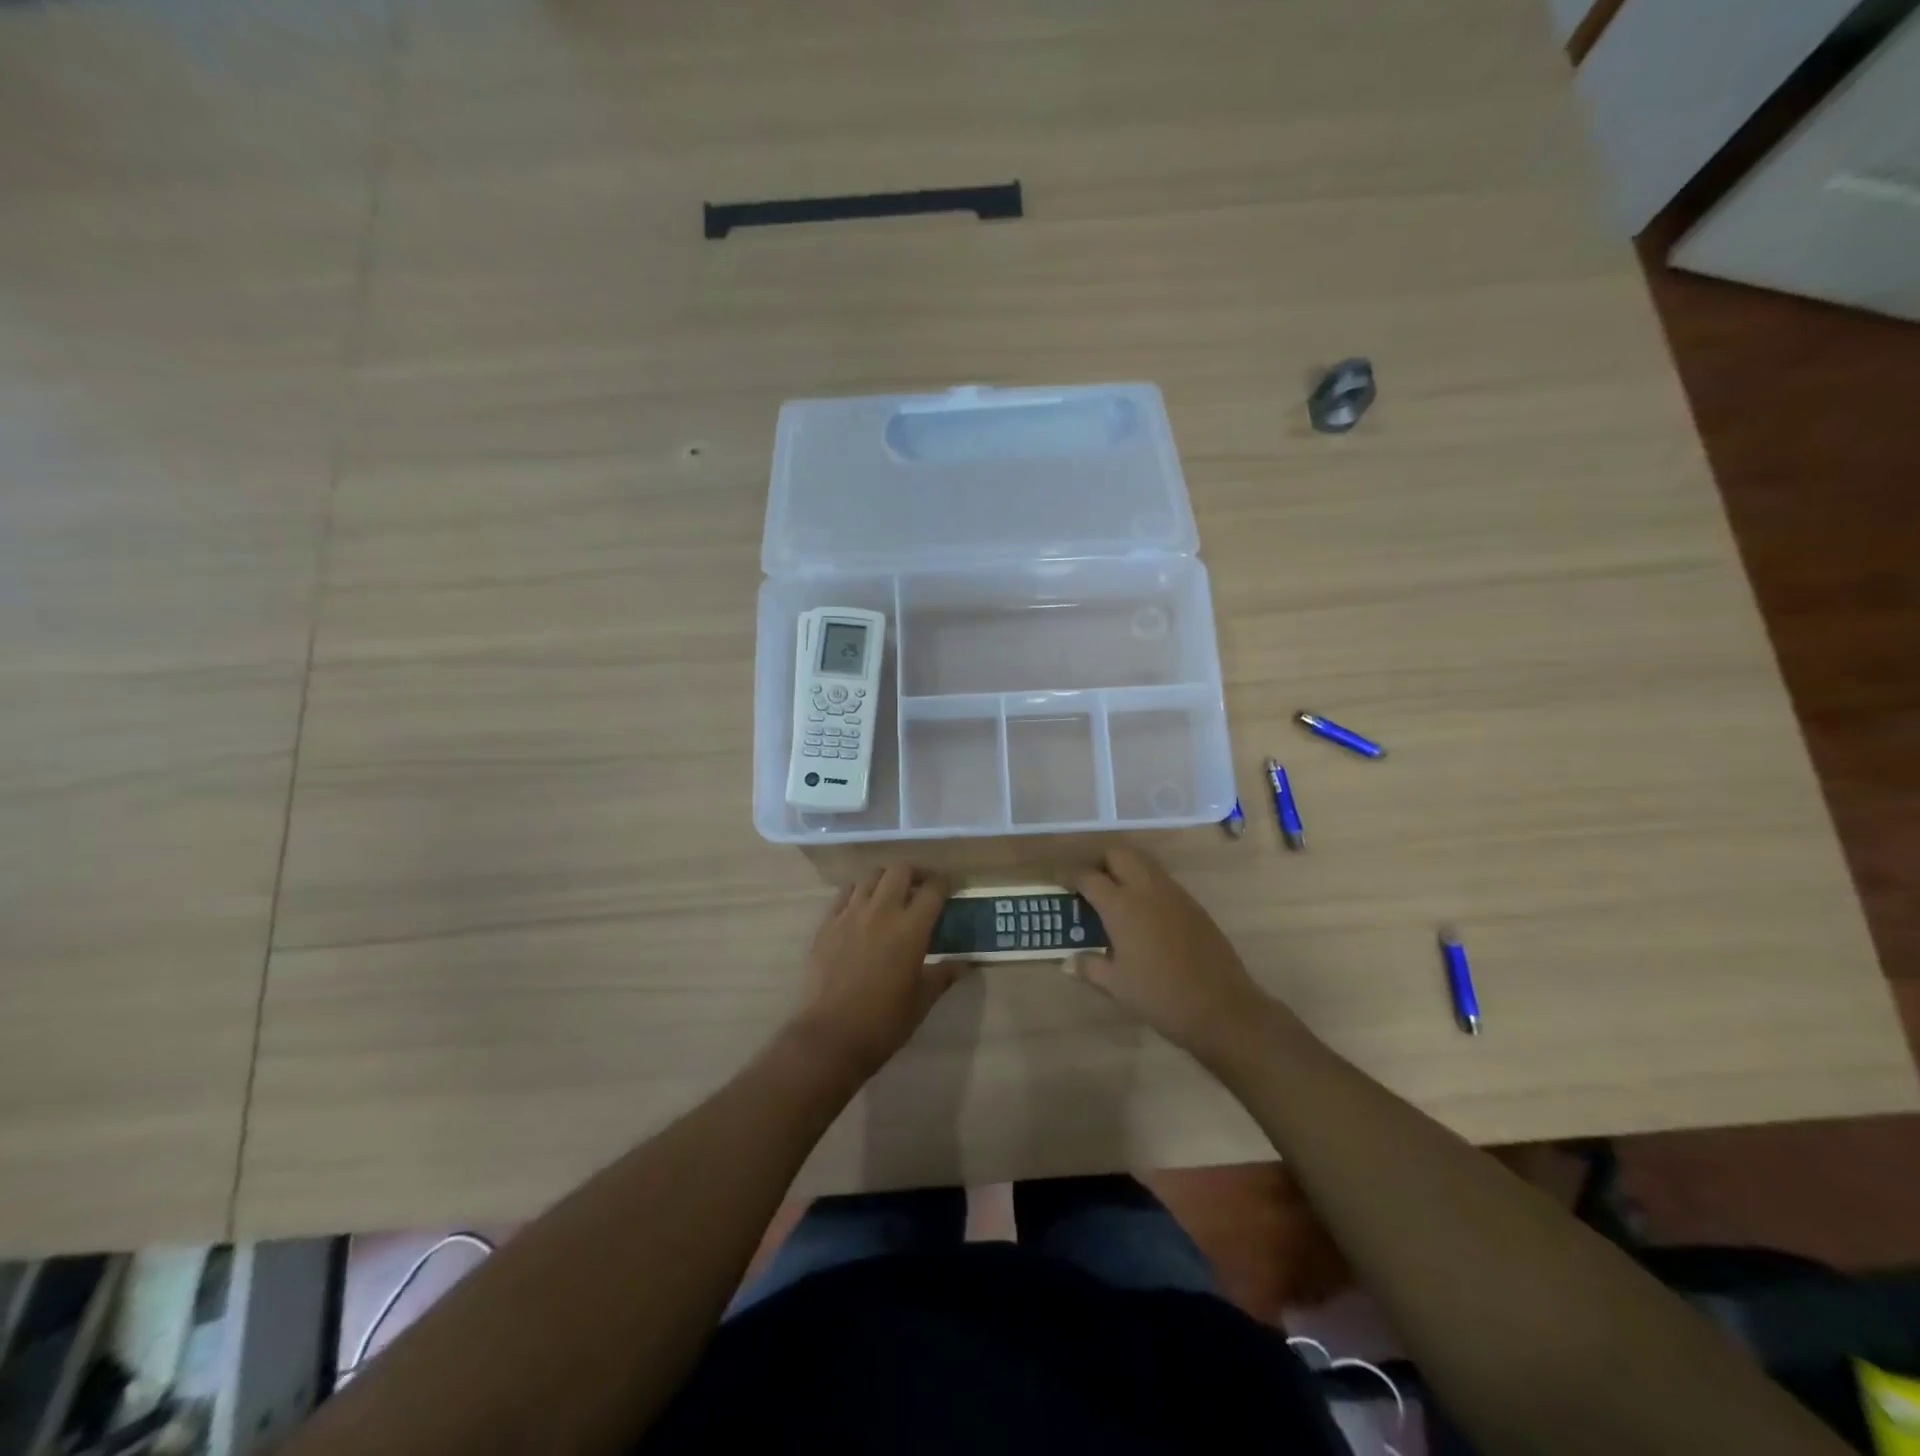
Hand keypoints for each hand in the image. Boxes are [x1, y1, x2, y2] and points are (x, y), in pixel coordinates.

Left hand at [790, 866, 959, 1078]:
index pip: (933, 889)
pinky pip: (845, 893)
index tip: (951, 888)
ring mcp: (850, 914)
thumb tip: (965, 963)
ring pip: (871, 876)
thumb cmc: (884, 1022)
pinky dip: (859, 892)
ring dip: (887, 879)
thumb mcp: (922, 1000)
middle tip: (922, 887)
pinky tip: (863, 907)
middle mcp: (882, 911)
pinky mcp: (827, 923)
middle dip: (916, 873)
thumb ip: (943, 975)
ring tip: (892, 895)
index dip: (945, 883)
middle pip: (901, 870)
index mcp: (911, 928)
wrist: (830, 1036)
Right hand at [1070, 846, 1282, 1060]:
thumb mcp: (1116, 985)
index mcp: (1122, 906)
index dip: (1069, 875)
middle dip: (1099, 861)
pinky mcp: (1193, 904)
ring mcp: (1174, 894)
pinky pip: (1162, 880)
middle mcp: (1146, 889)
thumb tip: (1068, 961)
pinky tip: (1142, 912)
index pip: (1088, 876)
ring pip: (1143, 862)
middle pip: (1118, 854)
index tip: (1058, 881)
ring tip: (1113, 893)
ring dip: (1124, 868)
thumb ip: (1089, 966)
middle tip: (1088, 882)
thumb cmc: (1160, 996)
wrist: (1222, 1007)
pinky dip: (1145, 883)